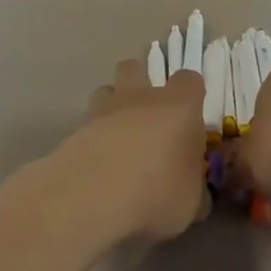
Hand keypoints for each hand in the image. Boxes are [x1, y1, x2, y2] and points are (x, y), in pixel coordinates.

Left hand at [59, 60, 209, 242]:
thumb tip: (195, 193)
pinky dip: (93, 137)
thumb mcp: (192, 202)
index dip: (191, 94)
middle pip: (136, 68)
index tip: (192, 115)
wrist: (94, 196)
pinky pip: (87, 123)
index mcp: (179, 107)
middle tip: (149, 116)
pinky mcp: (75, 130)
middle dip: (141, 83)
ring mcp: (103, 110)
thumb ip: (194, 189)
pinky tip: (97, 164)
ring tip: (119, 136)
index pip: (189, 80)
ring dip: (113, 105)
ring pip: (106, 89)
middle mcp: (140, 98)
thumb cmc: (158, 192)